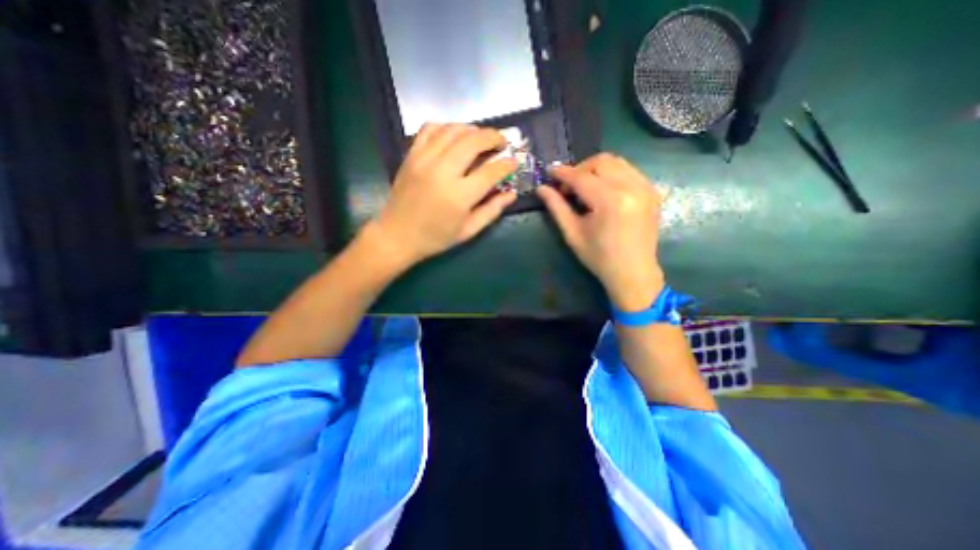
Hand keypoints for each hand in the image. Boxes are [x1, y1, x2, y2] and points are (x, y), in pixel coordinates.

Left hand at [370, 122, 518, 263]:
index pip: (490, 171)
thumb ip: (492, 210)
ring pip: (453, 130)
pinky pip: (430, 129)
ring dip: (473, 129)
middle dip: (493, 137)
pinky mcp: (411, 155)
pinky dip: (446, 127)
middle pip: (473, 141)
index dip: (506, 165)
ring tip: (481, 138)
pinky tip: (454, 136)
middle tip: (502, 143)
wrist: (396, 235)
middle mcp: (442, 171)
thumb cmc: (435, 238)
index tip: (514, 162)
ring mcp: (424, 160)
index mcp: (459, 195)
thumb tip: (511, 193)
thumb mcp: (468, 231)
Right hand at [536, 152, 666, 311]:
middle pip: (600, 162)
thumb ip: (557, 207)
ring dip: (595, 169)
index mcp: (610, 201)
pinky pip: (629, 170)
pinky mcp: (652, 191)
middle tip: (568, 186)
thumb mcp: (573, 234)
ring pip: (616, 162)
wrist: (633, 272)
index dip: (563, 173)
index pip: (581, 177)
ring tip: (584, 187)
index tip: (549, 172)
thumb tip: (541, 188)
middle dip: (580, 169)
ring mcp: (645, 187)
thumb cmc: (599, 257)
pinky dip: (611, 174)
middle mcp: (631, 187)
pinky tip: (603, 190)